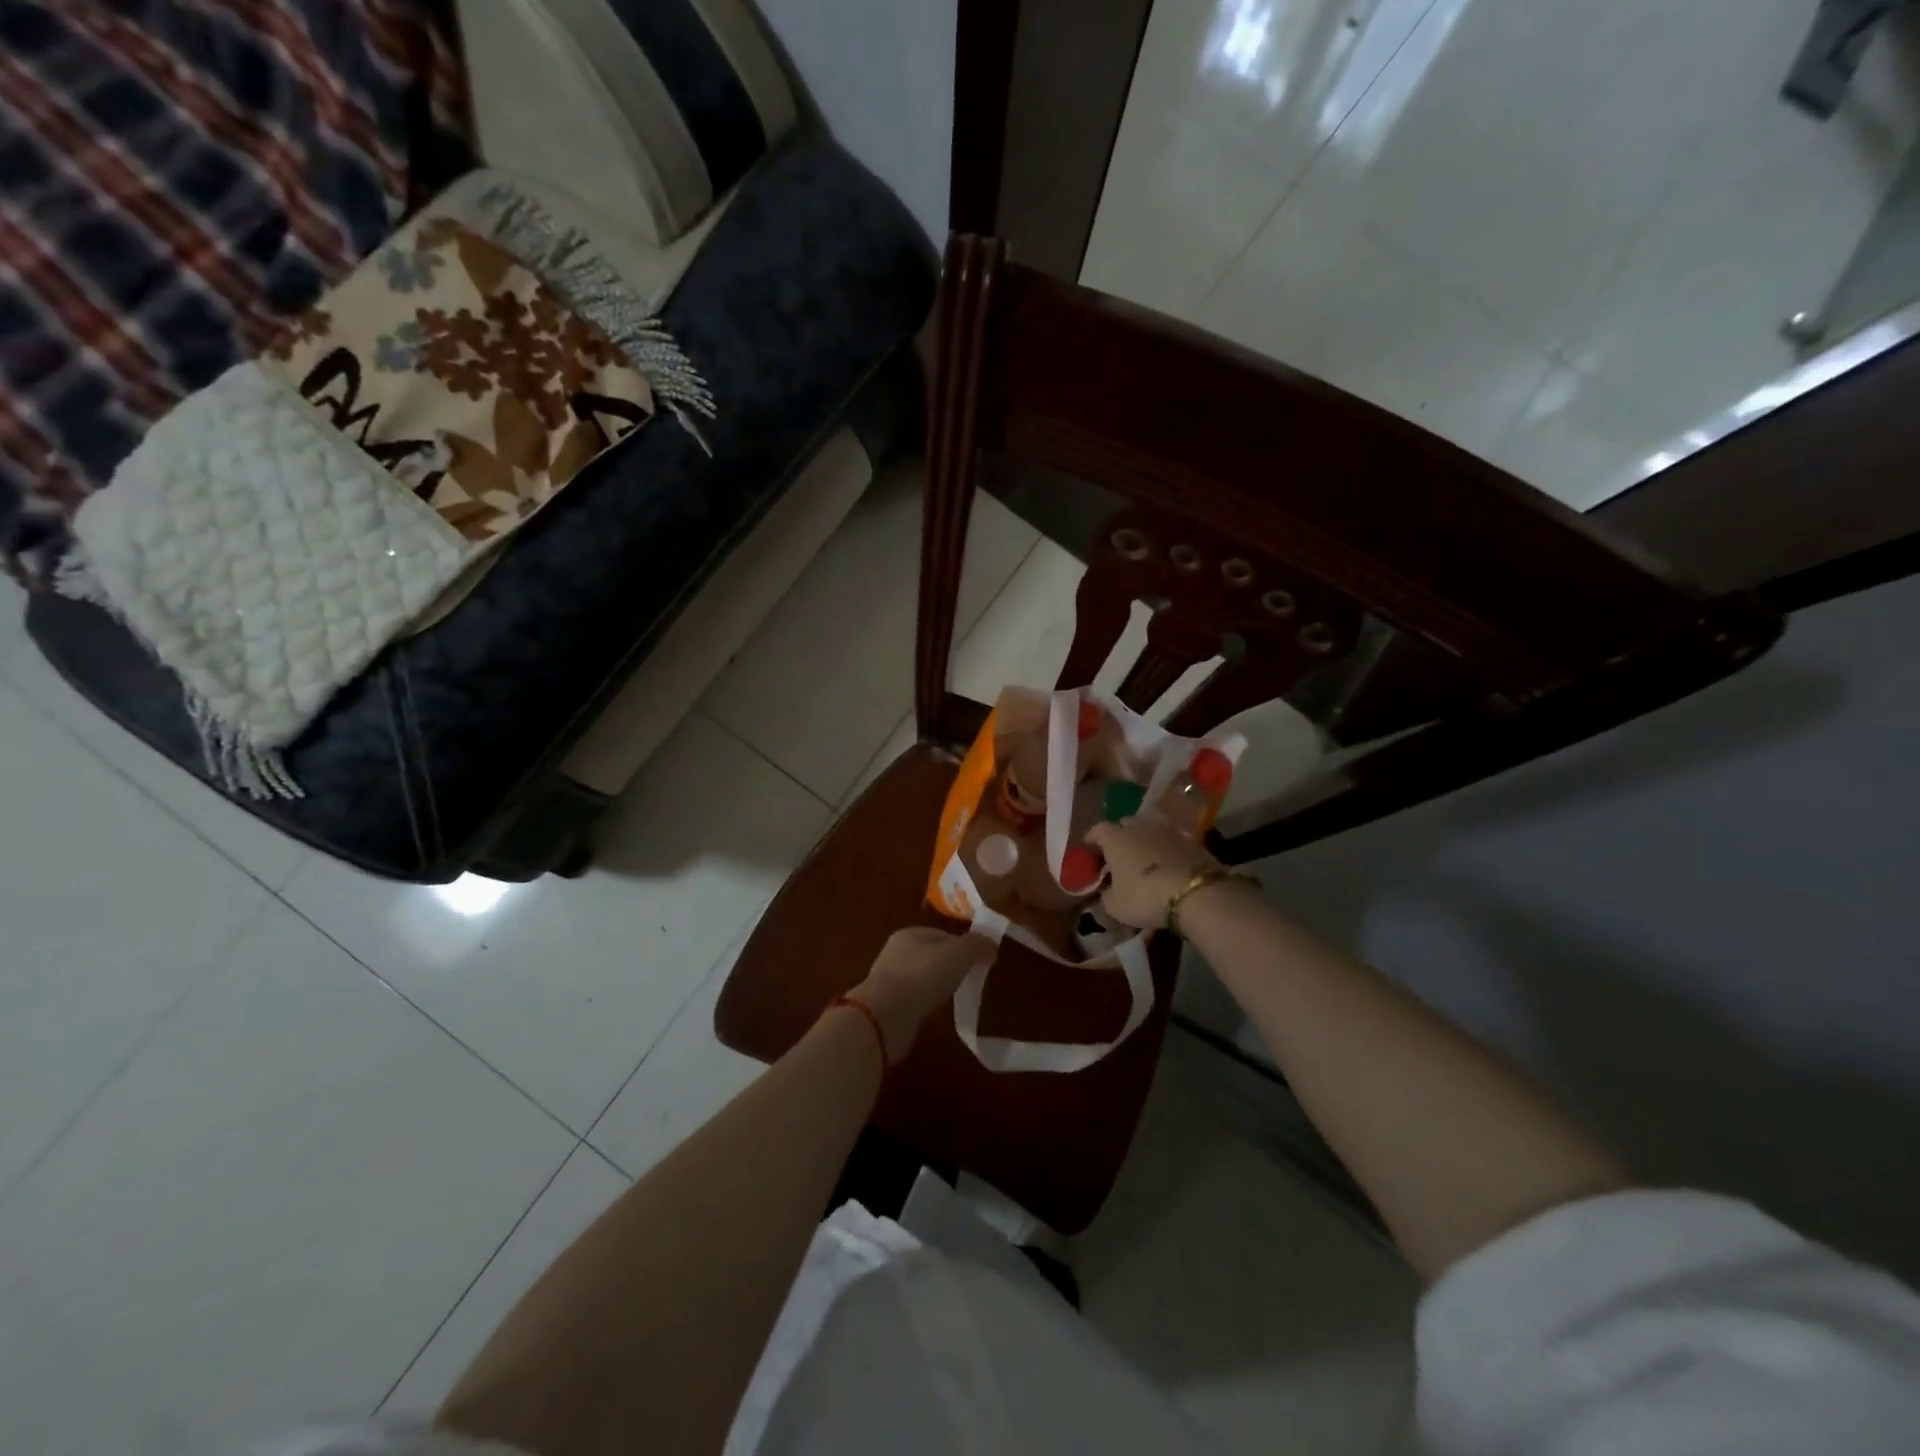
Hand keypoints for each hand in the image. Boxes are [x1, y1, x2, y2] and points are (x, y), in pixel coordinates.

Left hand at [848, 927, 994, 1062]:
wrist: (884, 1016)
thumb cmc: (922, 976)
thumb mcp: (958, 954)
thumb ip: (977, 945)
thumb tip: (992, 944)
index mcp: (911, 933)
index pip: (943, 934)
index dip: (964, 945)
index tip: (981, 961)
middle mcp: (896, 951)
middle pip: (932, 955)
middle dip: (951, 965)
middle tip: (970, 979)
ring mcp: (889, 978)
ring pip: (922, 977)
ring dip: (937, 984)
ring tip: (954, 996)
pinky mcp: (887, 1004)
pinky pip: (914, 998)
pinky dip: (926, 1001)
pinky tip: (934, 1010)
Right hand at [1085, 819, 1222, 929]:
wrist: (1196, 893)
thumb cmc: (1144, 896)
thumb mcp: (1115, 905)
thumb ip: (1106, 894)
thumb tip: (1107, 890)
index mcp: (1115, 838)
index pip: (1097, 830)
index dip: (1091, 841)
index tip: (1089, 853)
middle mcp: (1139, 827)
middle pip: (1124, 825)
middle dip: (1119, 838)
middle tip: (1117, 857)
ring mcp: (1167, 831)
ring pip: (1149, 832)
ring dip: (1144, 843)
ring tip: (1143, 862)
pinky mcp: (1191, 841)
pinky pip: (1170, 843)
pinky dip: (1164, 852)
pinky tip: (1166, 868)